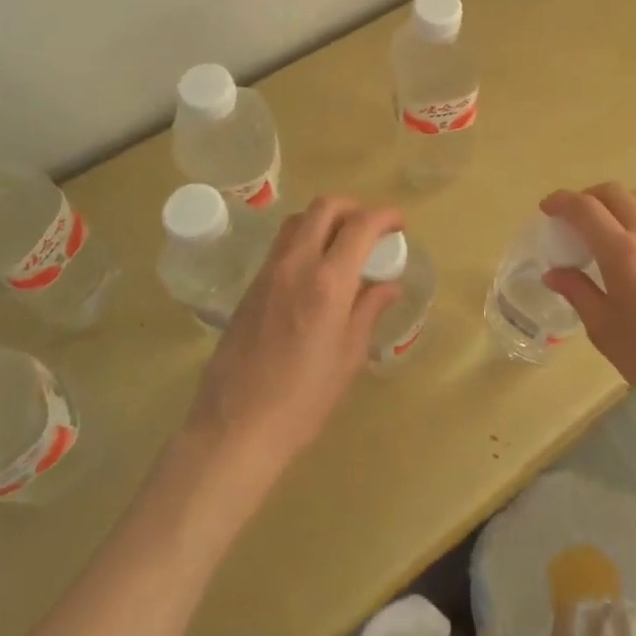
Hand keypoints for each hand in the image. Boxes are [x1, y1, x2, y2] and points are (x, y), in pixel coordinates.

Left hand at [180, 196, 402, 486]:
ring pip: (299, 220)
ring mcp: (269, 272)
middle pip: (325, 207)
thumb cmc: (303, 400)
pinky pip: (282, 244)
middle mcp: (297, 265)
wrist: (235, 428)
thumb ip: (369, 311)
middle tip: (371, 228)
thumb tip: (388, 285)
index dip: (385, 216)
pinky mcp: (251, 286)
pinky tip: (316, 270)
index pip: (360, 226)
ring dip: (326, 219)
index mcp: (328, 283)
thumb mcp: (348, 357)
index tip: (400, 225)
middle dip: (354, 207)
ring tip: (343, 244)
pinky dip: (305, 239)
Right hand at [542, 184, 635, 457]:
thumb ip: (578, 292)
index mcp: (624, 253)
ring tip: (601, 233)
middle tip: (571, 220)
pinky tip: (632, 252)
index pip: (584, 208)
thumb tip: (554, 273)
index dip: (560, 202)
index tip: (546, 210)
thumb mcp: (606, 331)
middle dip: (586, 197)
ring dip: (614, 205)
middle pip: (614, 192)